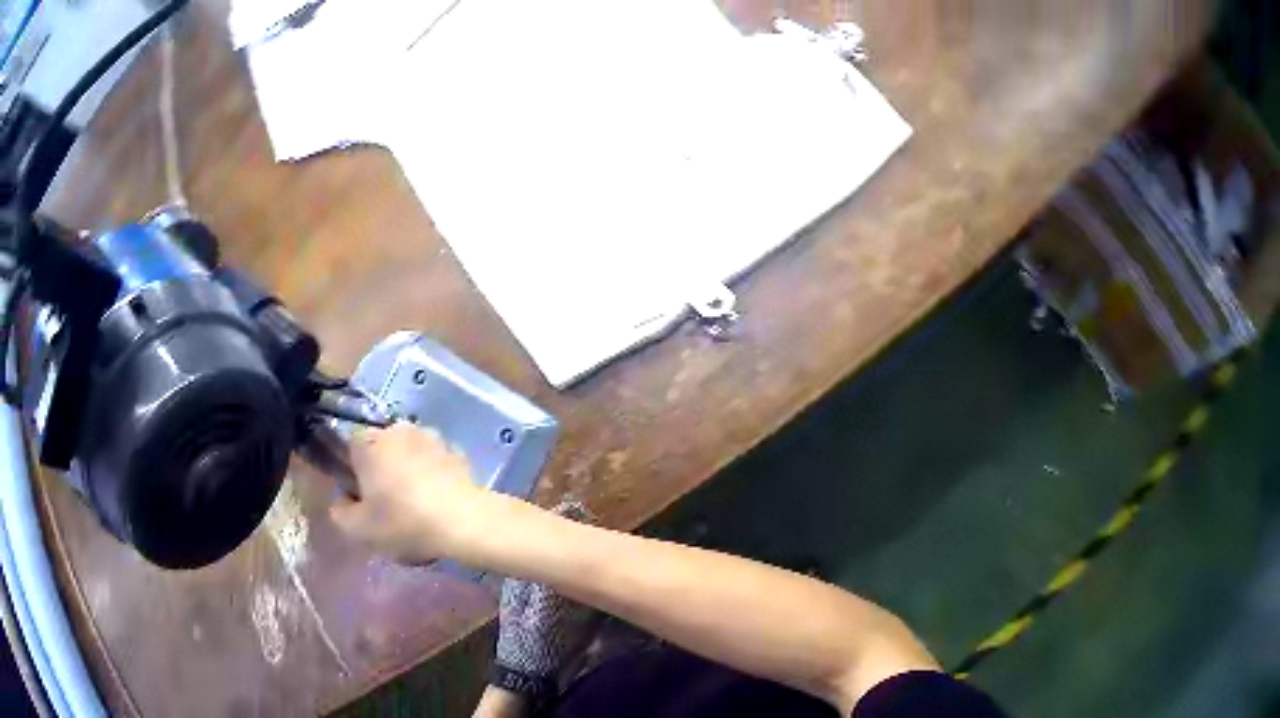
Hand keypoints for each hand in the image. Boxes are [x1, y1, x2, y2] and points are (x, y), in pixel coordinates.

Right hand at [329, 422, 495, 563]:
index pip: (349, 446)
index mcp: (368, 442)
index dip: (353, 471)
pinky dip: (434, 477)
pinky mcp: (457, 450)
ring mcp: (431, 436)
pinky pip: (435, 462)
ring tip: (418, 507)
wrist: (465, 522)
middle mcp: (397, 429)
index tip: (362, 497)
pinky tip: (439, 503)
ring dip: (409, 472)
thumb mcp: (359, 530)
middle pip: (381, 448)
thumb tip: (343, 499)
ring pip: (410, 453)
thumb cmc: (404, 522)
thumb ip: (340, 511)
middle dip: (382, 471)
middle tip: (389, 506)